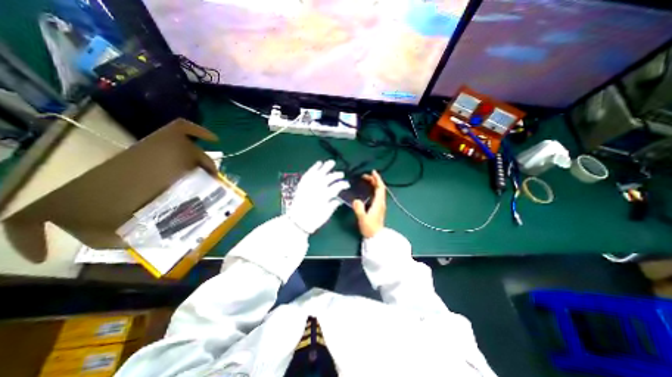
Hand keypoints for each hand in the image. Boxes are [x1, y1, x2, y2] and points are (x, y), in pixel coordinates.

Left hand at [286, 159, 349, 234]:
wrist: (298, 222)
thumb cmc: (314, 219)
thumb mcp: (326, 214)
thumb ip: (333, 204)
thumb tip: (339, 199)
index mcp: (324, 197)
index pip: (336, 187)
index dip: (343, 184)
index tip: (347, 184)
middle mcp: (316, 189)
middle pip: (328, 178)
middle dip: (336, 175)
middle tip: (341, 173)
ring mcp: (308, 186)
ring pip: (318, 173)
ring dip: (325, 167)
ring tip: (331, 162)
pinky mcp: (302, 185)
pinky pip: (308, 174)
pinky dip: (313, 168)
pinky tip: (318, 163)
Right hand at [350, 170, 386, 238]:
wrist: (376, 237)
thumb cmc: (369, 228)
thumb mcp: (362, 219)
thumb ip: (359, 209)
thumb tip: (355, 200)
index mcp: (378, 203)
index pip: (380, 188)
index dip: (377, 179)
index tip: (372, 172)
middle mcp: (381, 202)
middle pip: (380, 188)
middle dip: (374, 180)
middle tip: (365, 176)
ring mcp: (380, 205)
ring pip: (379, 191)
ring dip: (374, 184)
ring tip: (366, 180)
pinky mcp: (378, 208)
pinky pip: (377, 195)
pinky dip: (373, 189)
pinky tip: (367, 190)